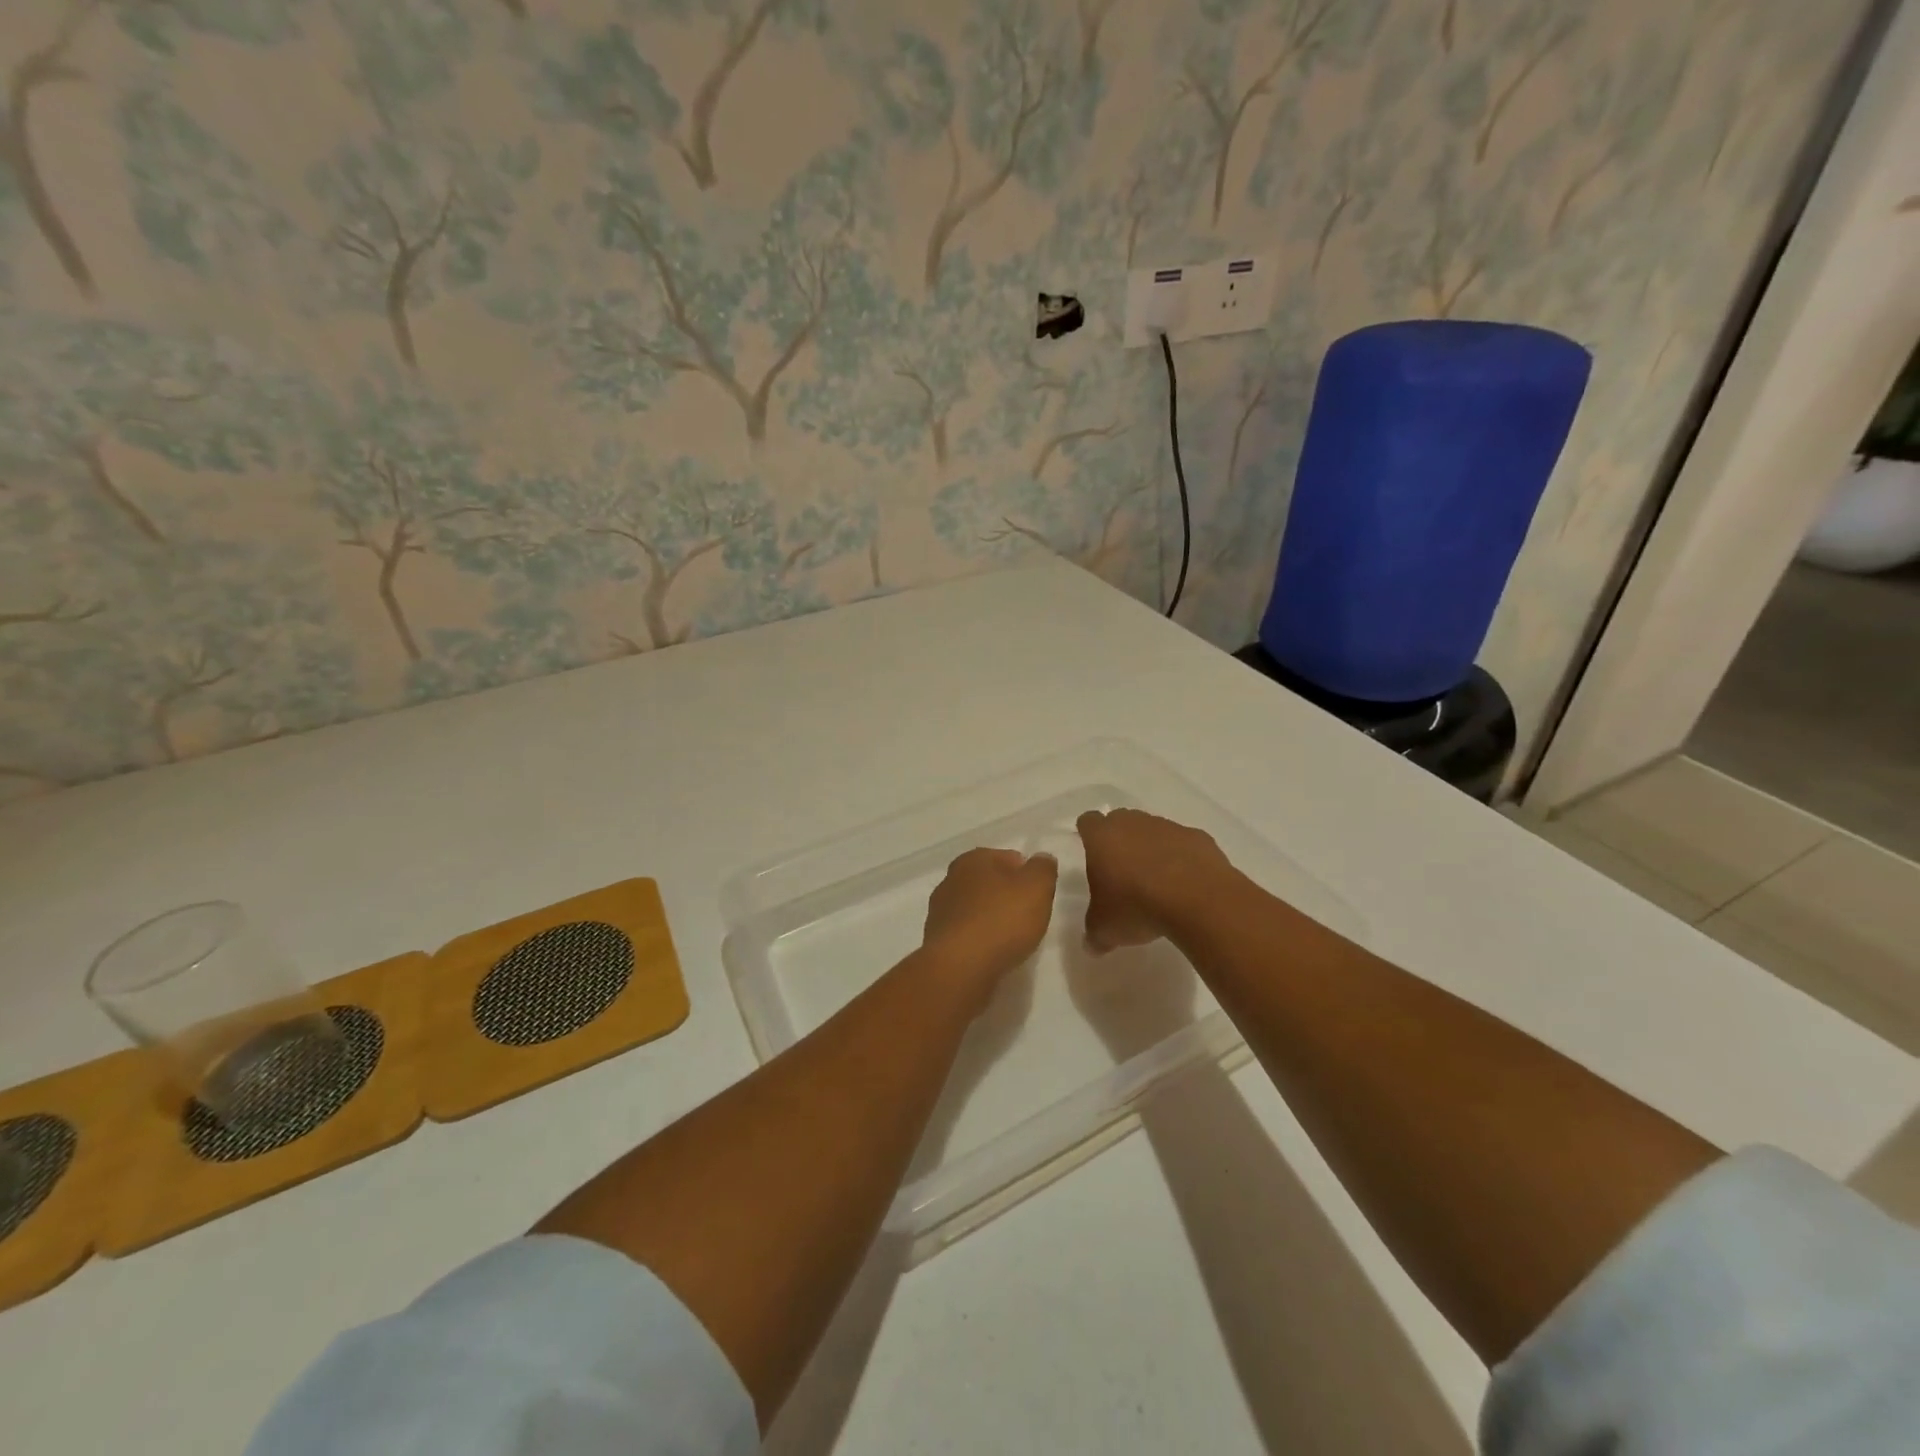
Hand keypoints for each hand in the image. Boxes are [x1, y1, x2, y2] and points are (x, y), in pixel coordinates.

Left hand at [921, 848, 1058, 992]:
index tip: (1038, 895)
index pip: (1007, 857)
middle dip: (1007, 895)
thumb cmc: (1002, 919)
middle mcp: (951, 879)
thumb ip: (1043, 869)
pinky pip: (967, 933)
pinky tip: (993, 953)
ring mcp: (940, 910)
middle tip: (1028, 916)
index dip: (1026, 874)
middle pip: (989, 883)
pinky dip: (980, 939)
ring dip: (992, 918)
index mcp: (973, 860)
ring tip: (1012, 938)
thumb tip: (1042, 858)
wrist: (961, 967)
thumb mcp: (1036, 888)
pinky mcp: (937, 940)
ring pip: (975, 908)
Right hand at [1077, 809, 1233, 952]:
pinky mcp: (1199, 838)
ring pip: (1153, 831)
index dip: (1088, 835)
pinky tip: (1186, 885)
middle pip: (1121, 821)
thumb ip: (1094, 934)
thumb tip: (1091, 945)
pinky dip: (1182, 859)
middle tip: (1122, 870)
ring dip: (1152, 849)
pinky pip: (1183, 845)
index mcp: (1103, 837)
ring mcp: (1168, 827)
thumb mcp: (1105, 929)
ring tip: (1157, 882)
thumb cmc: (1137, 906)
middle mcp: (1133, 823)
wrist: (1198, 900)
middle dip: (1120, 840)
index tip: (1092, 852)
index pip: (1088, 822)